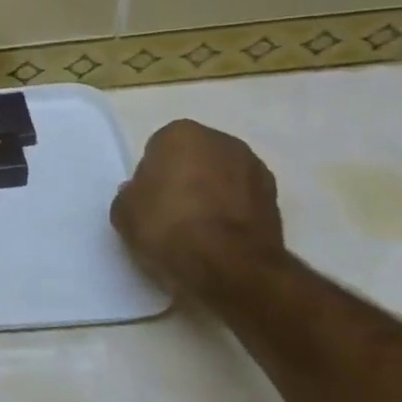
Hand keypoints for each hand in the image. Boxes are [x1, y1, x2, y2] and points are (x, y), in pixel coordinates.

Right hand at [111, 120, 286, 303]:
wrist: (230, 267)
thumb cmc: (168, 227)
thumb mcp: (124, 212)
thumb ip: (132, 194)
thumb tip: (142, 194)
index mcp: (182, 134)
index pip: (159, 149)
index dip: (152, 175)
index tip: (149, 201)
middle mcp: (223, 142)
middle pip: (195, 159)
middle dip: (186, 179)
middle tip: (171, 213)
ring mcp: (256, 170)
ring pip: (223, 180)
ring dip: (213, 196)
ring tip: (198, 232)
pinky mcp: (277, 202)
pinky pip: (242, 203)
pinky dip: (233, 215)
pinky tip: (220, 241)